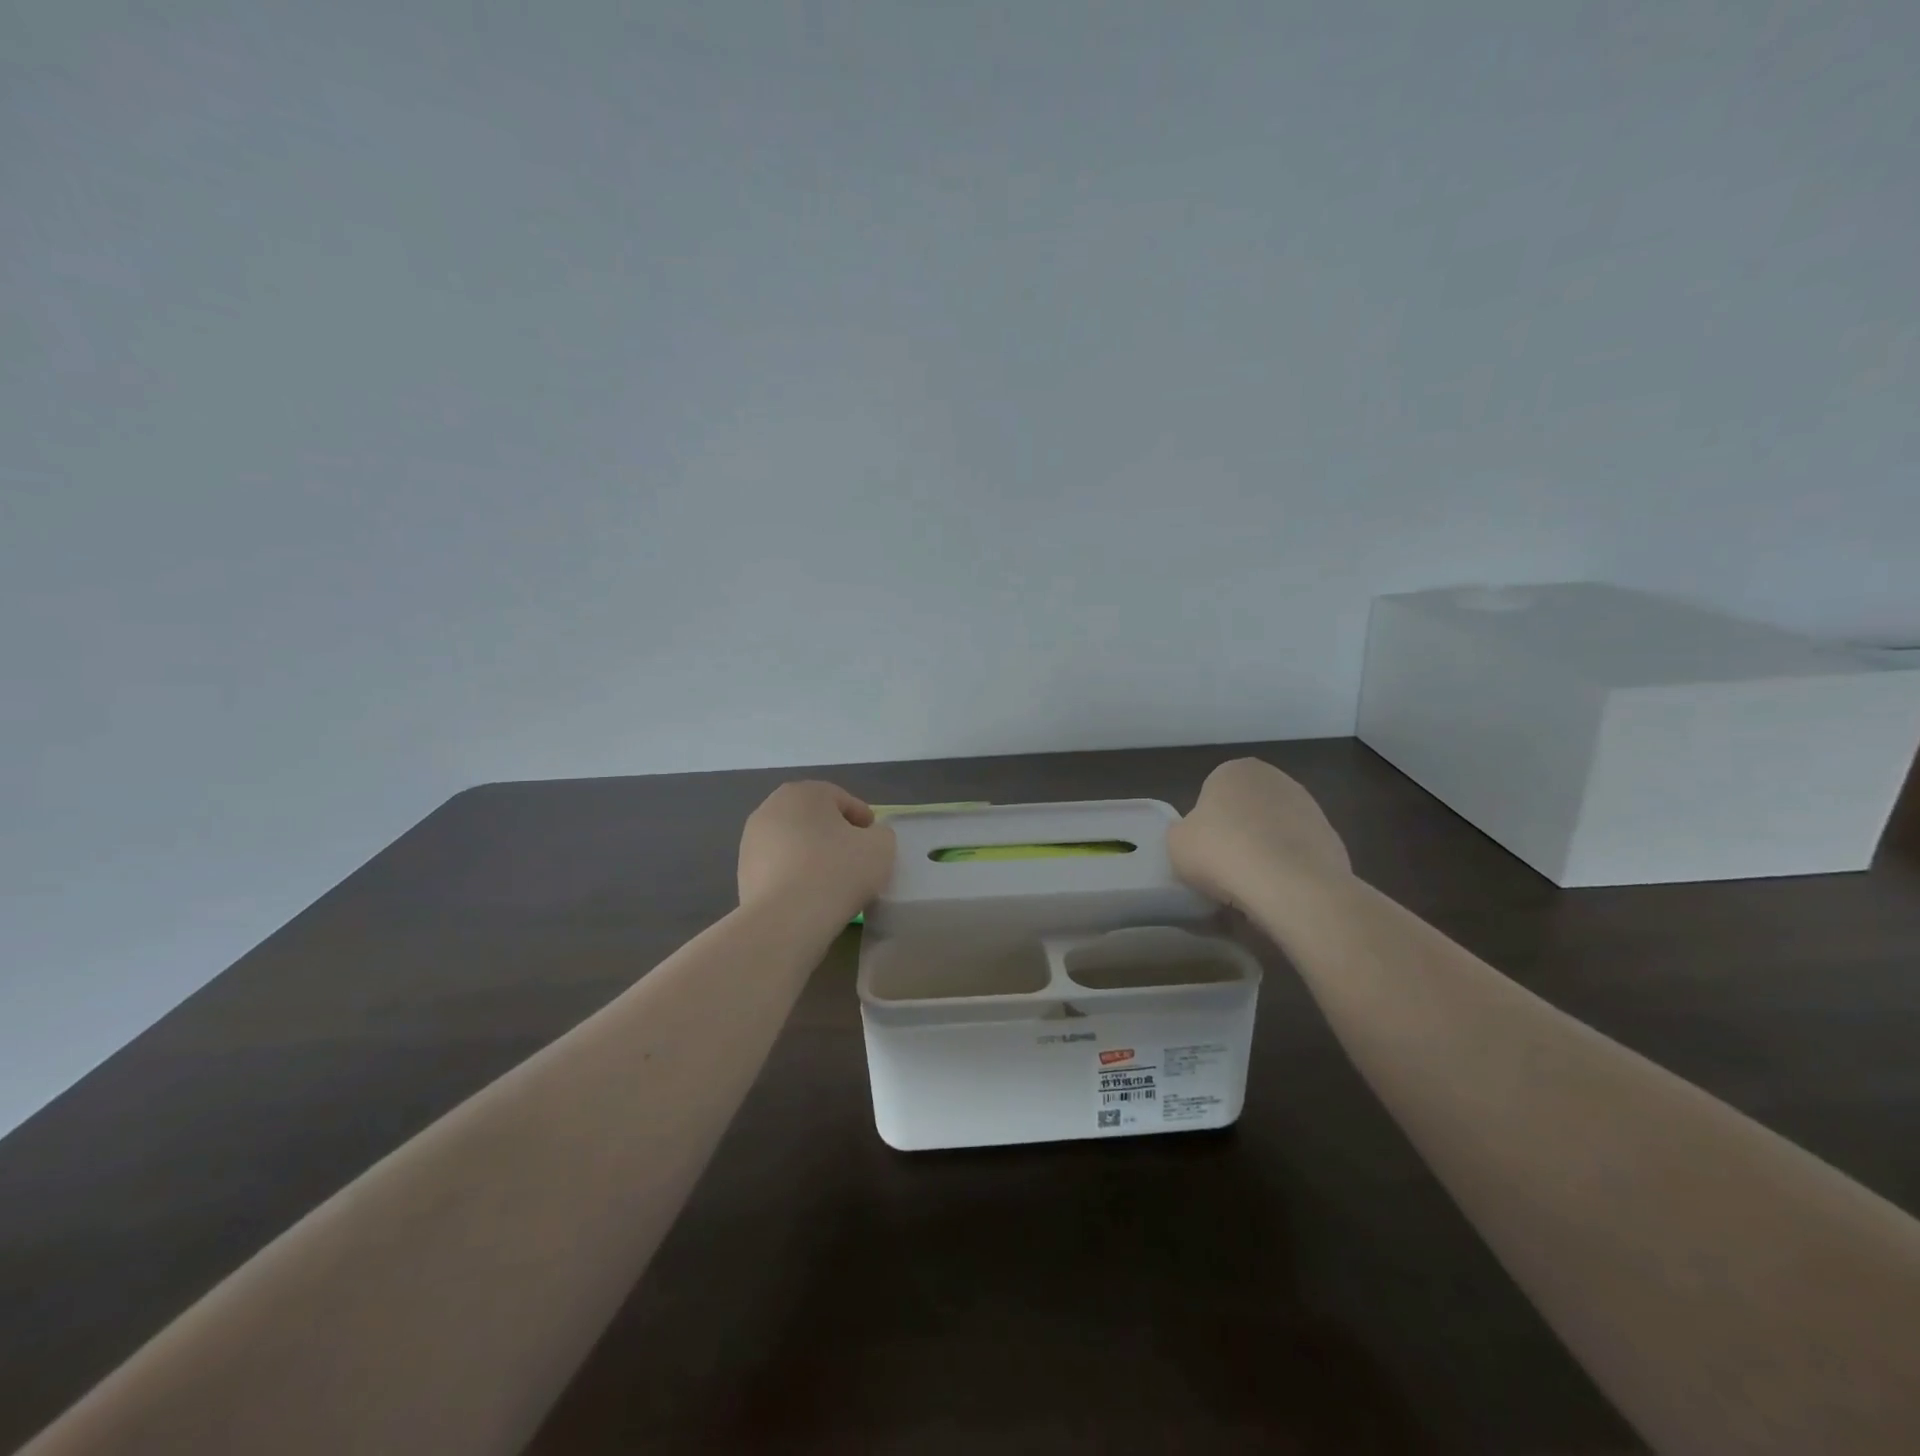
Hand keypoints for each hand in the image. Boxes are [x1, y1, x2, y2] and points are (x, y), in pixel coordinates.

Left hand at [737, 781, 896, 921]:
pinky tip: (810, 896)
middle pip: (814, 818)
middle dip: (835, 835)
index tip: (874, 842)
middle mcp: (771, 808)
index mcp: (804, 792)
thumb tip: (867, 839)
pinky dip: (795, 875)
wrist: (786, 921)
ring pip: (794, 842)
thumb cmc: (837, 872)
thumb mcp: (881, 846)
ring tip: (832, 881)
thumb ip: (880, 834)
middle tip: (855, 859)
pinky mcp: (742, 872)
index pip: (842, 800)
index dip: (863, 820)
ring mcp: (751, 840)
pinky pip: (779, 867)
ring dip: (813, 855)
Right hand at [1168, 758, 1350, 910]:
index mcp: (1234, 770)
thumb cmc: (1221, 852)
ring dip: (1264, 852)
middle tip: (1224, 868)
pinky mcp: (1332, 837)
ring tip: (1252, 886)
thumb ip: (1184, 833)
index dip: (1204, 826)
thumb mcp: (1176, 843)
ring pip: (1273, 832)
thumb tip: (1199, 840)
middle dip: (1237, 834)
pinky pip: (1298, 854)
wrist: (1290, 885)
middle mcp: (1275, 778)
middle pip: (1245, 810)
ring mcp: (1309, 806)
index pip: (1211, 794)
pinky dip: (1288, 869)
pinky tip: (1279, 891)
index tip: (1203, 852)